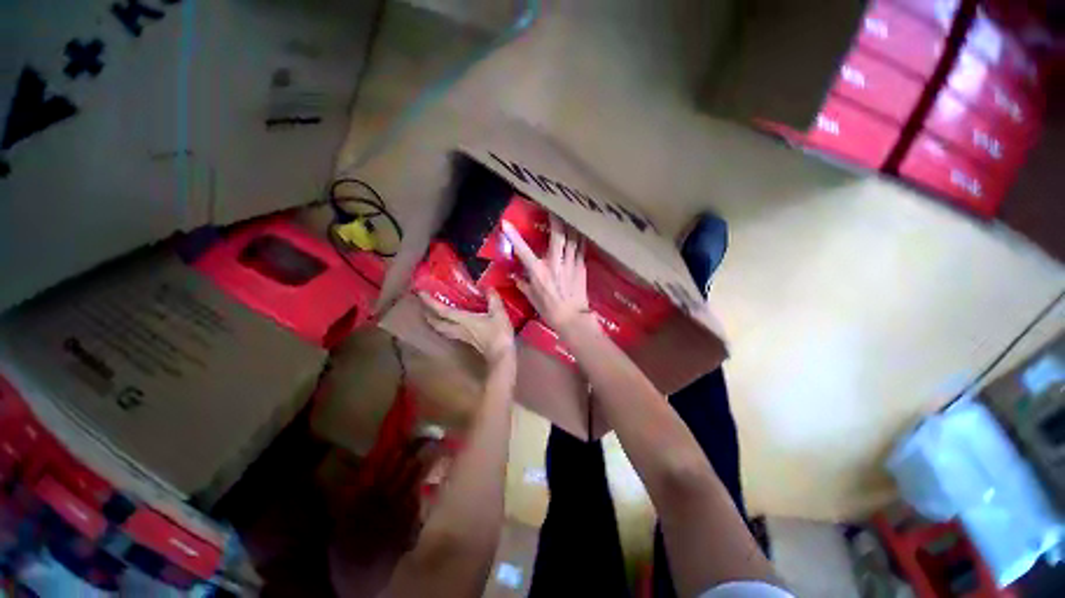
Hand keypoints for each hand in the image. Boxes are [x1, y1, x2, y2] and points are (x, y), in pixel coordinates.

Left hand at [419, 291, 514, 364]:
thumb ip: (493, 299)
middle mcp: (459, 329)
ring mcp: (462, 336)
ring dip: (434, 322)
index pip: (442, 311)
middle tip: (423, 305)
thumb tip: (488, 287)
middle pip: (437, 323)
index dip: (430, 302)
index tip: (421, 293)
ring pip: (442, 330)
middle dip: (428, 314)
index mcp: (463, 320)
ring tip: (432, 314)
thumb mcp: (499, 313)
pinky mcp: (467, 341)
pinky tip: (450, 323)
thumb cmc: (499, 334)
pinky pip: (450, 332)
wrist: (501, 355)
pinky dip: (445, 326)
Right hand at [503, 216, 589, 331]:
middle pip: (557, 237)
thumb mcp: (532, 299)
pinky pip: (581, 248)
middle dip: (555, 220)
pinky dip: (579, 239)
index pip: (523, 251)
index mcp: (539, 272)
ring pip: (572, 239)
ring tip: (569, 216)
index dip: (514, 236)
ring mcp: (570, 264)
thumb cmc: (550, 310)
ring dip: (570, 226)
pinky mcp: (581, 267)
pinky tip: (579, 232)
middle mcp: (554, 264)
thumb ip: (523, 285)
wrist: (573, 318)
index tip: (506, 223)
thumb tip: (515, 276)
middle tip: (553, 208)